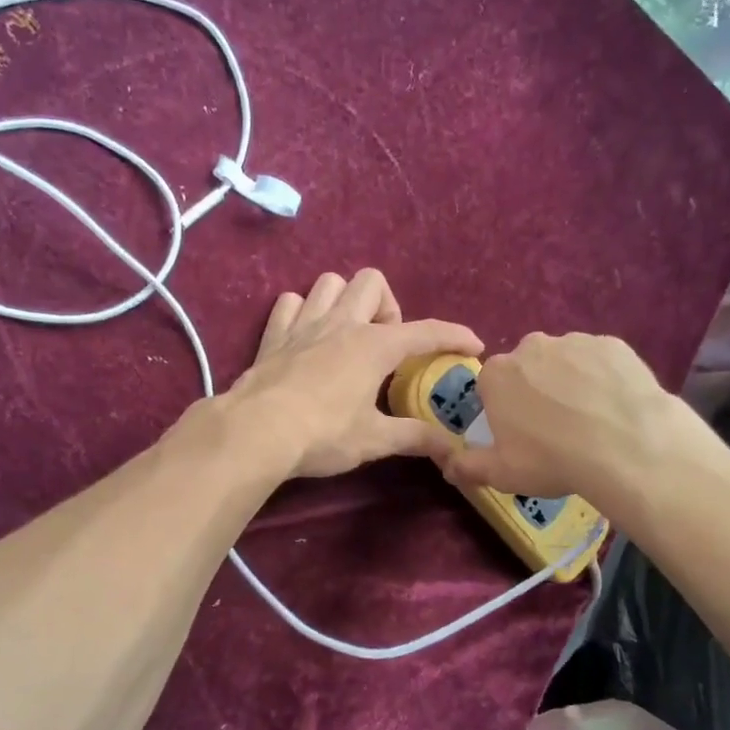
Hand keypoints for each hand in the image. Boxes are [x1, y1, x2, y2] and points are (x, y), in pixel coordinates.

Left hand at [227, 270, 481, 479]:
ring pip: (329, 283)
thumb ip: (415, 438)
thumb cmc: (323, 434)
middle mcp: (341, 324)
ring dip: (344, 300)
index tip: (473, 345)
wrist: (256, 432)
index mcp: (374, 346)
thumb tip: (451, 447)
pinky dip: (302, 311)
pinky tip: (307, 335)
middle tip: (387, 345)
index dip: (454, 336)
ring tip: (348, 334)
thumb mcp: (374, 440)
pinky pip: (290, 303)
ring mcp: (304, 324)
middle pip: (372, 282)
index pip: (426, 331)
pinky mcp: (273, 336)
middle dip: (388, 306)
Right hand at [440, 333, 684, 507]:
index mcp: (497, 374)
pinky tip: (615, 407)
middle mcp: (531, 346)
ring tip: (590, 420)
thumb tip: (447, 466)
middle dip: (536, 390)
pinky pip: (601, 361)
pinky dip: (603, 378)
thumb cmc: (552, 460)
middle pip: (527, 368)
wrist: (626, 446)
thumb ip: (468, 467)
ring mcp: (575, 341)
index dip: (504, 410)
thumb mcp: (502, 474)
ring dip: (570, 382)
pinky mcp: (613, 344)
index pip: (491, 386)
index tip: (520, 433)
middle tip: (555, 428)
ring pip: (565, 361)